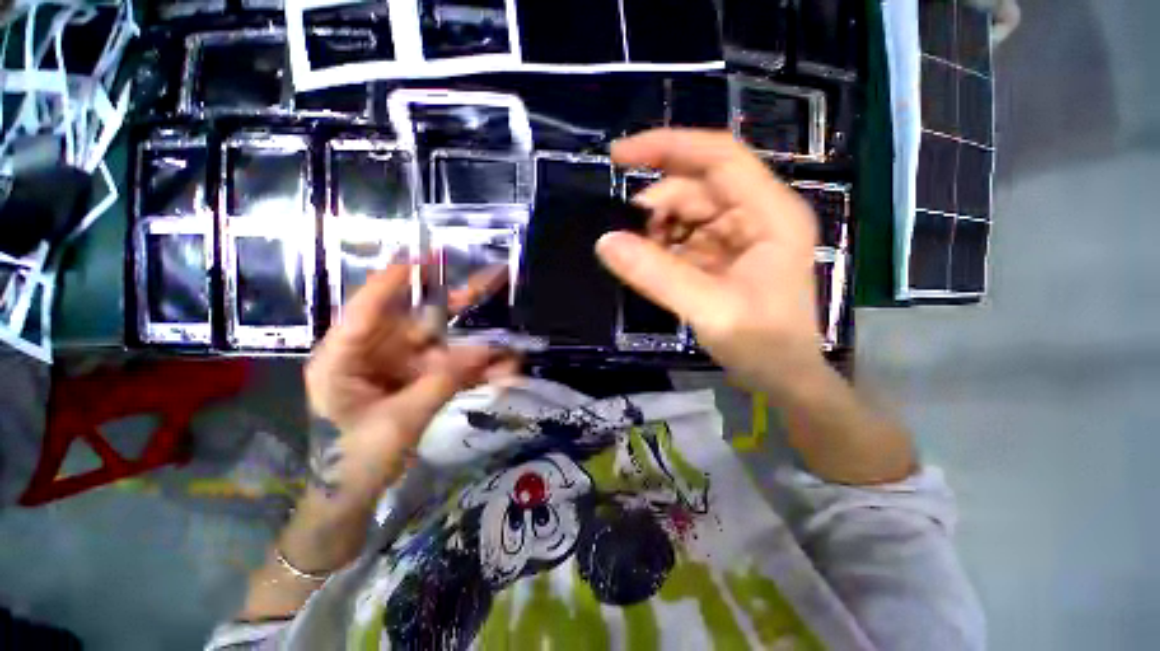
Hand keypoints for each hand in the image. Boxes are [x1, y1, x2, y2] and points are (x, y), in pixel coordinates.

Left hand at [304, 263, 515, 503]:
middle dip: (458, 301)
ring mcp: (403, 366)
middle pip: (420, 319)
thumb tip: (488, 350)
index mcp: (345, 358)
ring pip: (447, 345)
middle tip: (493, 277)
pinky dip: (480, 371)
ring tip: (513, 348)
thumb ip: (442, 382)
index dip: (395, 281)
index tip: (426, 258)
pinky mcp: (422, 379)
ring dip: (482, 347)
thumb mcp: (398, 422)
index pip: (367, 309)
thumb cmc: (353, 462)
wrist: (354, 497)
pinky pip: (455, 368)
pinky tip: (506, 373)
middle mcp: (376, 353)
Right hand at [596, 129, 824, 399]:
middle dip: (658, 205)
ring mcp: (741, 236)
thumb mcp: (707, 307)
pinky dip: (665, 247)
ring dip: (659, 230)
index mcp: (769, 213)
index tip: (619, 156)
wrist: (782, 378)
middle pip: (698, 187)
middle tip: (626, 233)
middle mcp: (757, 215)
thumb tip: (605, 242)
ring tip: (642, 256)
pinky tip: (654, 265)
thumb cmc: (761, 343)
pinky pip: (687, 238)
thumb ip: (655, 274)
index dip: (668, 146)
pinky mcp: (726, 256)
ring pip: (689, 214)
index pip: (718, 157)